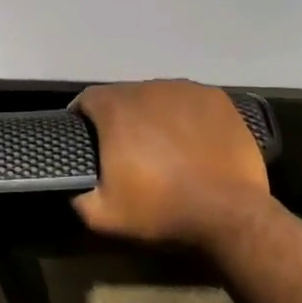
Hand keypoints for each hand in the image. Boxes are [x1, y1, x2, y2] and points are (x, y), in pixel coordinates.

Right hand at [72, 80, 274, 250]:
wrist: (229, 213)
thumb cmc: (162, 210)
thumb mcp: (103, 215)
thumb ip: (77, 194)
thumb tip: (71, 185)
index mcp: (115, 108)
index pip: (87, 100)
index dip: (83, 118)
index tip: (88, 141)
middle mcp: (148, 87)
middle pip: (124, 96)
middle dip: (121, 119)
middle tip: (128, 150)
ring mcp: (185, 89)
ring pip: (158, 96)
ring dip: (153, 115)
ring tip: (163, 145)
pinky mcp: (216, 98)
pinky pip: (189, 101)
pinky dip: (185, 115)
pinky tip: (192, 141)